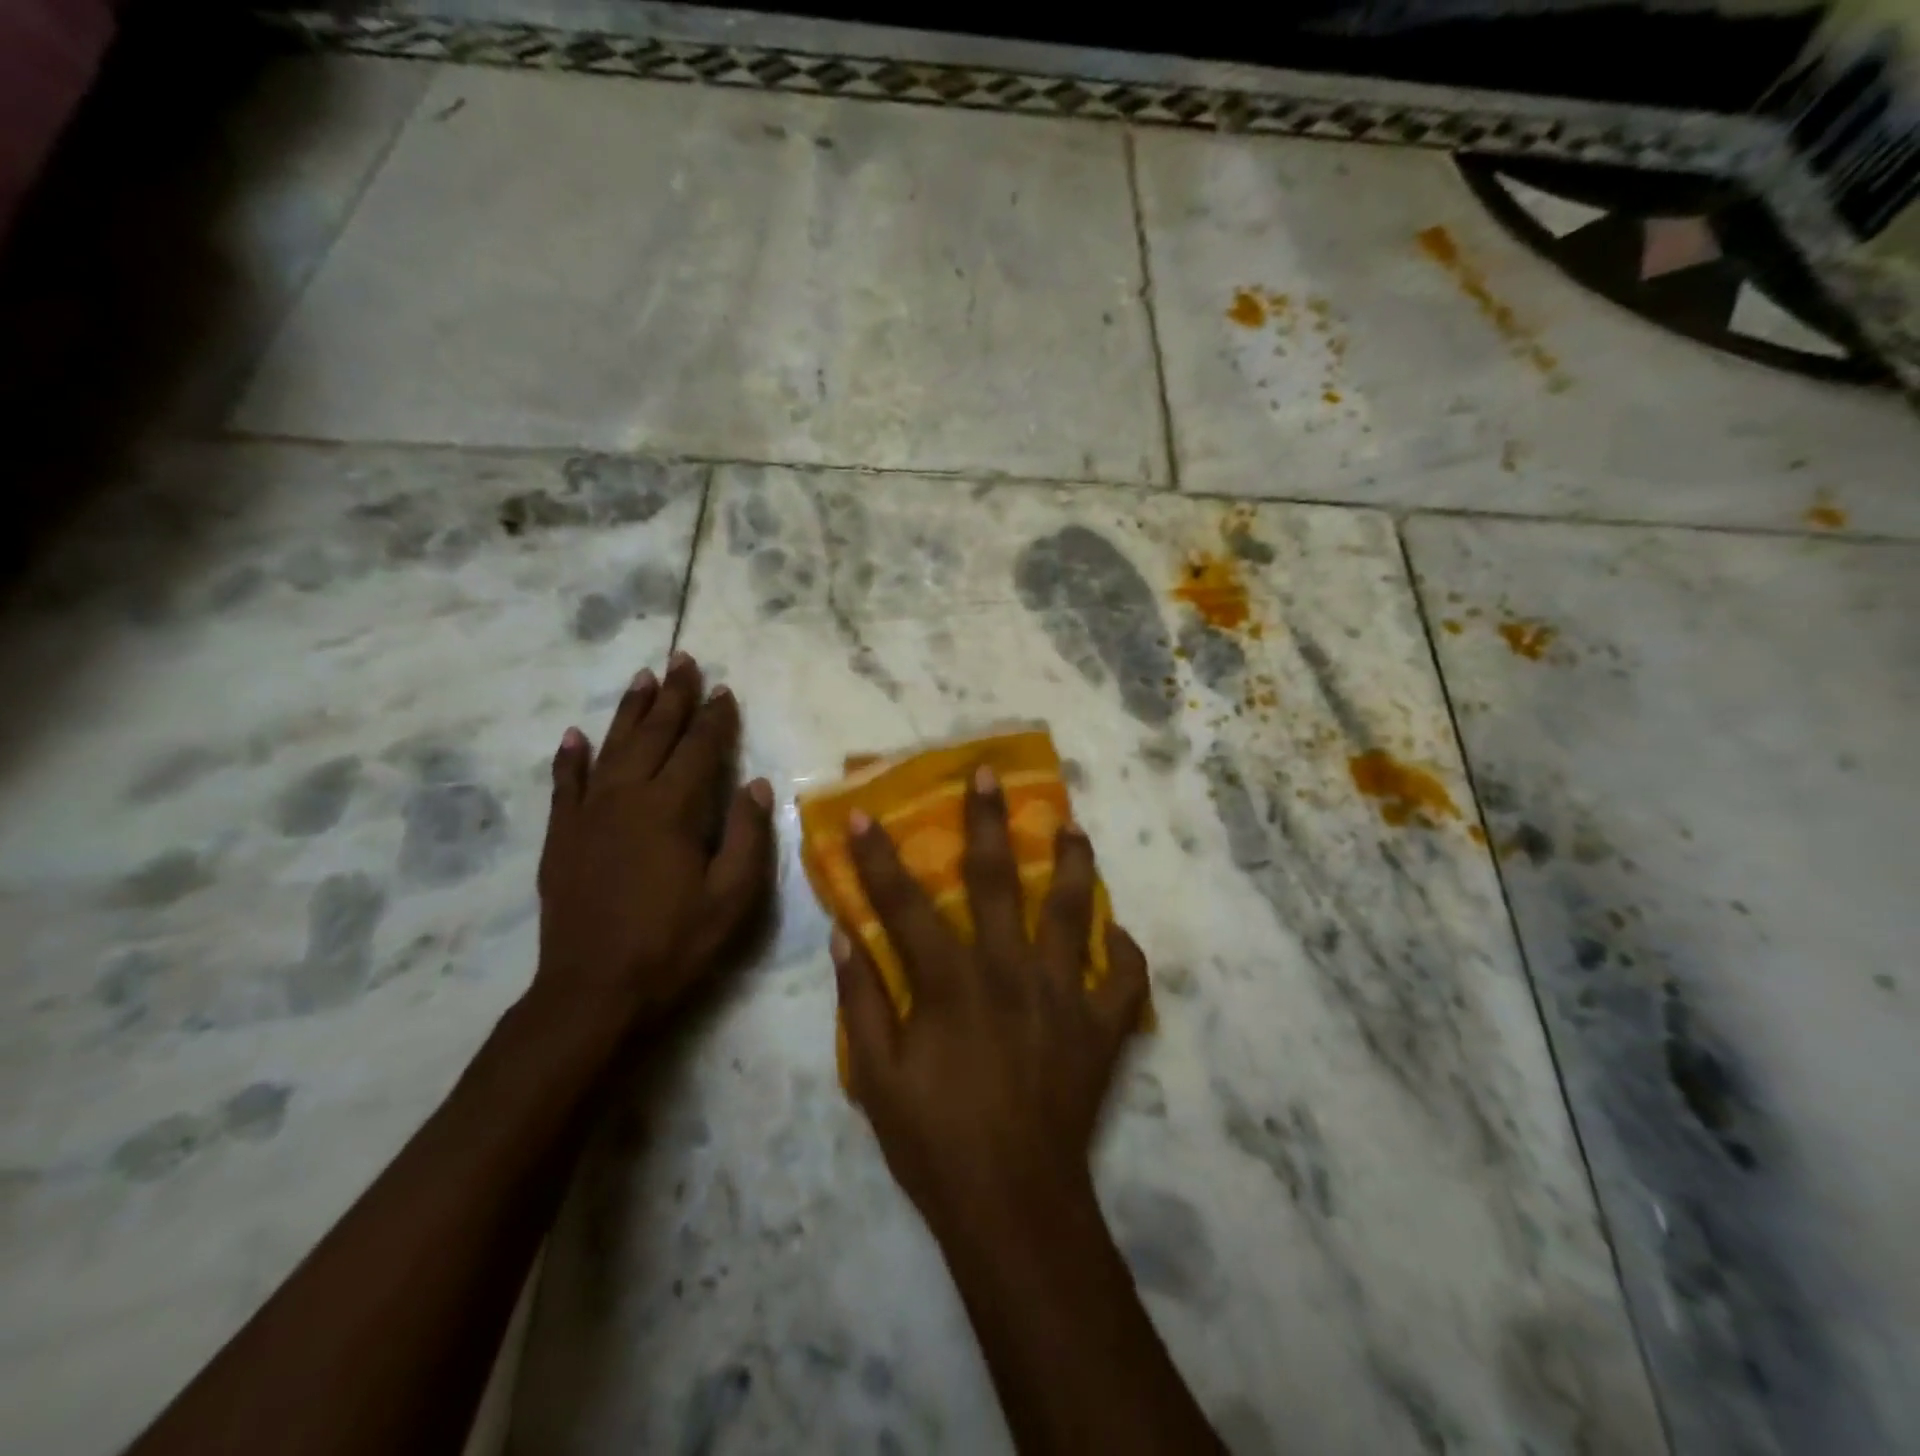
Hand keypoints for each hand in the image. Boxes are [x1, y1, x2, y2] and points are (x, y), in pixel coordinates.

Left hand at [532, 652, 774, 1036]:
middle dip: (672, 696)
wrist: (592, 991)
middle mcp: (627, 797)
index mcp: (672, 809)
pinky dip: (570, 757)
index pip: (698, 749)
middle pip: (653, 734)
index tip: (725, 689)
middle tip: (682, 661)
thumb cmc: (673, 944)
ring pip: (610, 748)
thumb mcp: (731, 897)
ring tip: (642, 678)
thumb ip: (746, 835)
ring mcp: (587, 815)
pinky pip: (564, 785)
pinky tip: (574, 735)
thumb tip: (755, 784)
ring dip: (629, 711)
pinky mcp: (561, 837)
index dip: (715, 718)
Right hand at [833, 765, 1149, 1240]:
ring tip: (1074, 827)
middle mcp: (1009, 969)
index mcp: (951, 980)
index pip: (905, 903)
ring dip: (1073, 863)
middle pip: (998, 879)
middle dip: (989, 821)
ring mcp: (1062, 993)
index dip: (880, 856)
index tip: (866, 813)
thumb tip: (845, 934)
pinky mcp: (1101, 1027)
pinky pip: (1124, 979)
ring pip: (1073, 910)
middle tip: (991, 774)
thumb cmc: (935, 1140)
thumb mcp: (876, 1077)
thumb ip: (861, 1000)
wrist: (1013, 1203)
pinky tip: (1116, 937)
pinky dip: (1123, 954)